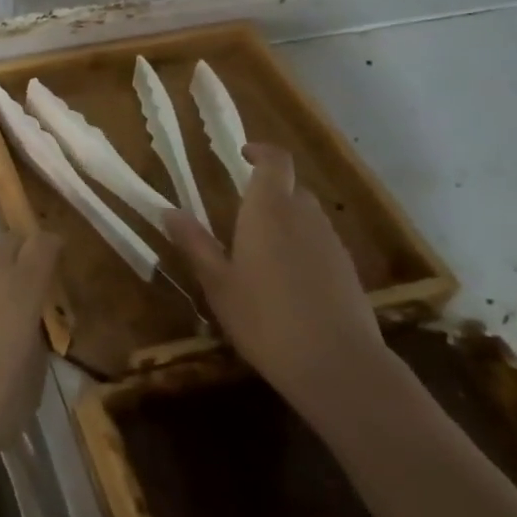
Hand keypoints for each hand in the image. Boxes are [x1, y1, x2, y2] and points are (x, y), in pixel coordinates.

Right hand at [163, 143, 387, 417]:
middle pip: (292, 188)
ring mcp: (331, 242)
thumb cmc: (265, 319)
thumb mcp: (218, 284)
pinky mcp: (348, 270)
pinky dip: (303, 246)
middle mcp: (304, 216)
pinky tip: (288, 281)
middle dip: (269, 192)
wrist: (337, 365)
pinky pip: (321, 242)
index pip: (275, 161)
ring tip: (262, 250)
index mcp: (269, 210)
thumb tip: (168, 211)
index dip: (261, 151)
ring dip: (286, 220)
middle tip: (242, 213)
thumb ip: (195, 244)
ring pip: (308, 215)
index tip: (243, 154)